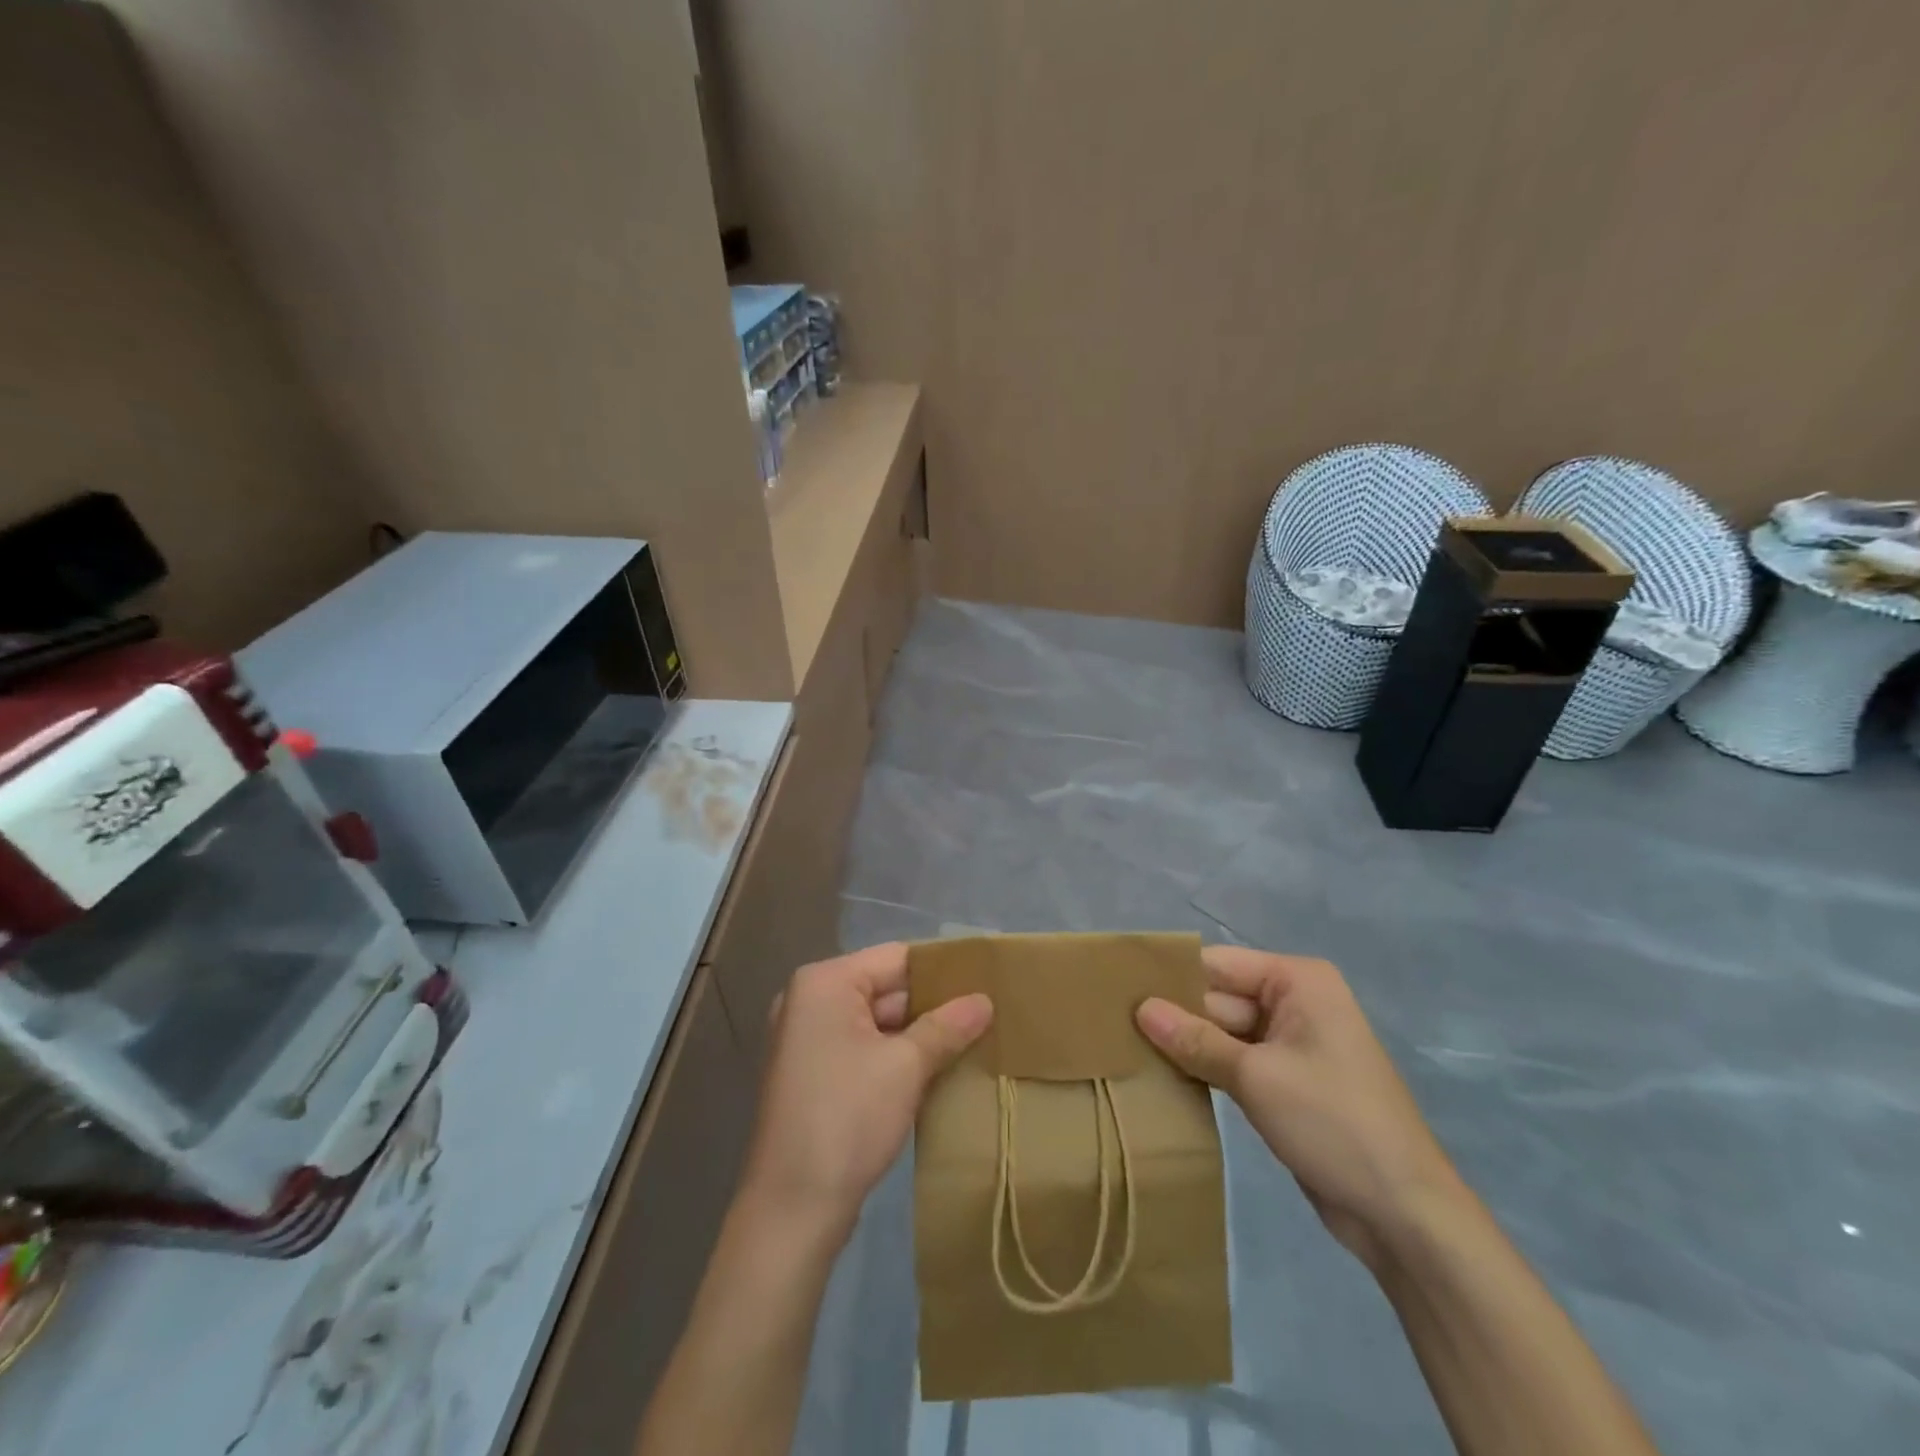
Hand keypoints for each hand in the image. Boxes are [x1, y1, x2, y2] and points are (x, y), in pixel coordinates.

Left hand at [739, 943, 992, 1240]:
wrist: (792, 1211)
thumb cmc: (847, 1119)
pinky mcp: (815, 1075)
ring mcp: (809, 1040)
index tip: (985, 979)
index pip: (895, 958)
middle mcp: (811, 1001)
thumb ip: (947, 1026)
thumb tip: (985, 1001)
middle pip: (885, 988)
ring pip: (878, 1022)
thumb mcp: (905, 1067)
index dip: (942, 969)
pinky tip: (939, 1068)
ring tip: (974, 1038)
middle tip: (987, 1012)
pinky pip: (865, 1048)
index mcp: (824, 983)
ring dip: (920, 1033)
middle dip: (934, 1004)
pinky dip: (898, 1056)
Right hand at [1136, 946, 1461, 1269]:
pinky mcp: (1285, 1082)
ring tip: (1127, 1047)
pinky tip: (1162, 1075)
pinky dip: (1205, 1067)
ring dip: (1185, 1044)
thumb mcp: (1256, 1077)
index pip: (1218, 964)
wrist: (1403, 1215)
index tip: (1118, 987)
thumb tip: (1140, 1008)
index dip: (1171, 975)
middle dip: (1174, 1014)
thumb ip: (1195, 1040)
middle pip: (1219, 997)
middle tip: (1112, 1023)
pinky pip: (1234, 1061)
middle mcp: (1295, 1002)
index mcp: (1297, 982)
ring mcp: (1291, 1044)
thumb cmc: (1333, 1124)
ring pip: (1223, 1031)